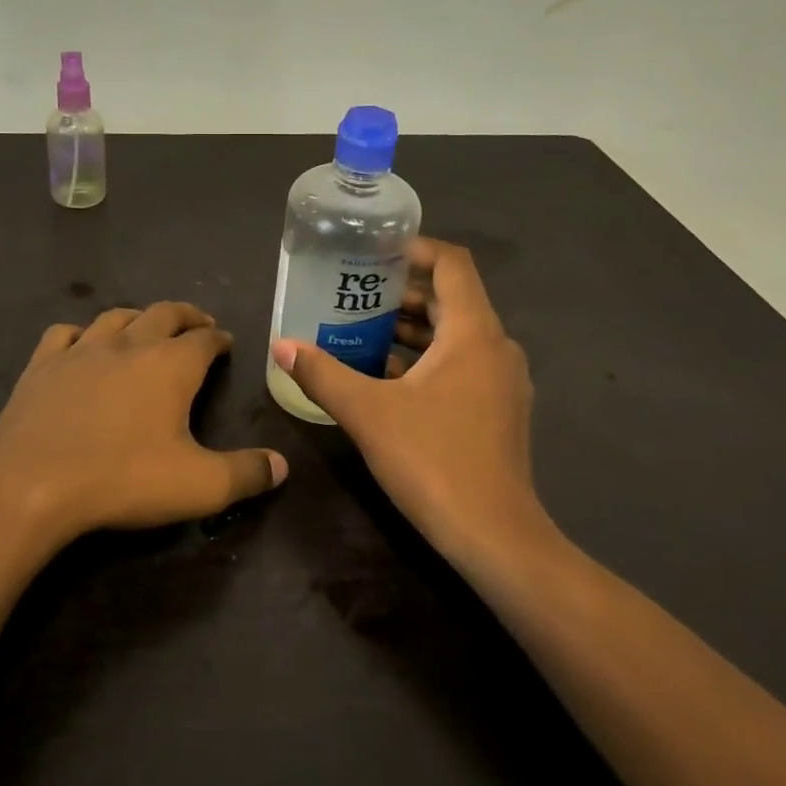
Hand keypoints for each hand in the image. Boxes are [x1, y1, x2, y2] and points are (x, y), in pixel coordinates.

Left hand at [0, 301, 287, 546]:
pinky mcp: (42, 365)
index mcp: (170, 365)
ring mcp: (81, 350)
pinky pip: (65, 334)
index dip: (219, 338)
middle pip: (164, 313)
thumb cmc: (122, 479)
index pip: (204, 339)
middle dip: (186, 316)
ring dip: (138, 318)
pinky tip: (82, 345)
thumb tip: (282, 466)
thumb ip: (246, 474)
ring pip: (116, 317)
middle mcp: (129, 345)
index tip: (226, 342)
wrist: (30, 484)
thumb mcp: (198, 486)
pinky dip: (82, 334)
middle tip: (197, 324)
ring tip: (146, 328)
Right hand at [269, 239, 543, 563]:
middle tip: (353, 293)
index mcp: (473, 333)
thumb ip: (322, 374)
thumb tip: (282, 345)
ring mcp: (503, 381)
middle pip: (451, 299)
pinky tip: (387, 377)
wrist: (494, 535)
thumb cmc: (432, 460)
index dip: (415, 249)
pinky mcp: (500, 410)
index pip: (452, 264)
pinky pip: (462, 364)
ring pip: (456, 335)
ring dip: (413, 328)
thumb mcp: (367, 412)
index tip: (373, 253)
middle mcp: (496, 347)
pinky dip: (427, 359)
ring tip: (362, 330)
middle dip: (402, 292)